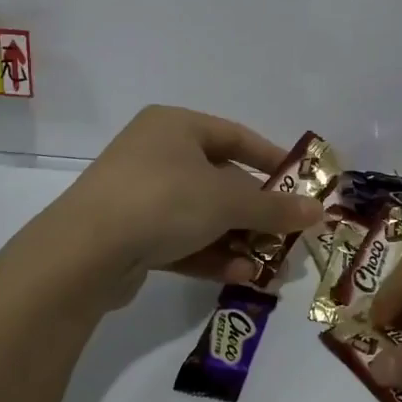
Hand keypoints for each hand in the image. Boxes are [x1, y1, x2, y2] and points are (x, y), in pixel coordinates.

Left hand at [46, 106, 323, 307]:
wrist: (83, 252)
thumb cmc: (163, 201)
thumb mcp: (227, 201)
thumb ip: (274, 207)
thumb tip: (318, 211)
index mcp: (175, 126)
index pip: (235, 136)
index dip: (272, 159)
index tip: (300, 184)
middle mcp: (155, 153)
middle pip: (220, 179)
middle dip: (255, 211)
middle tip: (286, 234)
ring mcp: (138, 194)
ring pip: (200, 214)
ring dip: (236, 239)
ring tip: (268, 264)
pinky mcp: (128, 234)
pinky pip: (179, 239)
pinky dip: (209, 254)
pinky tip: (238, 276)